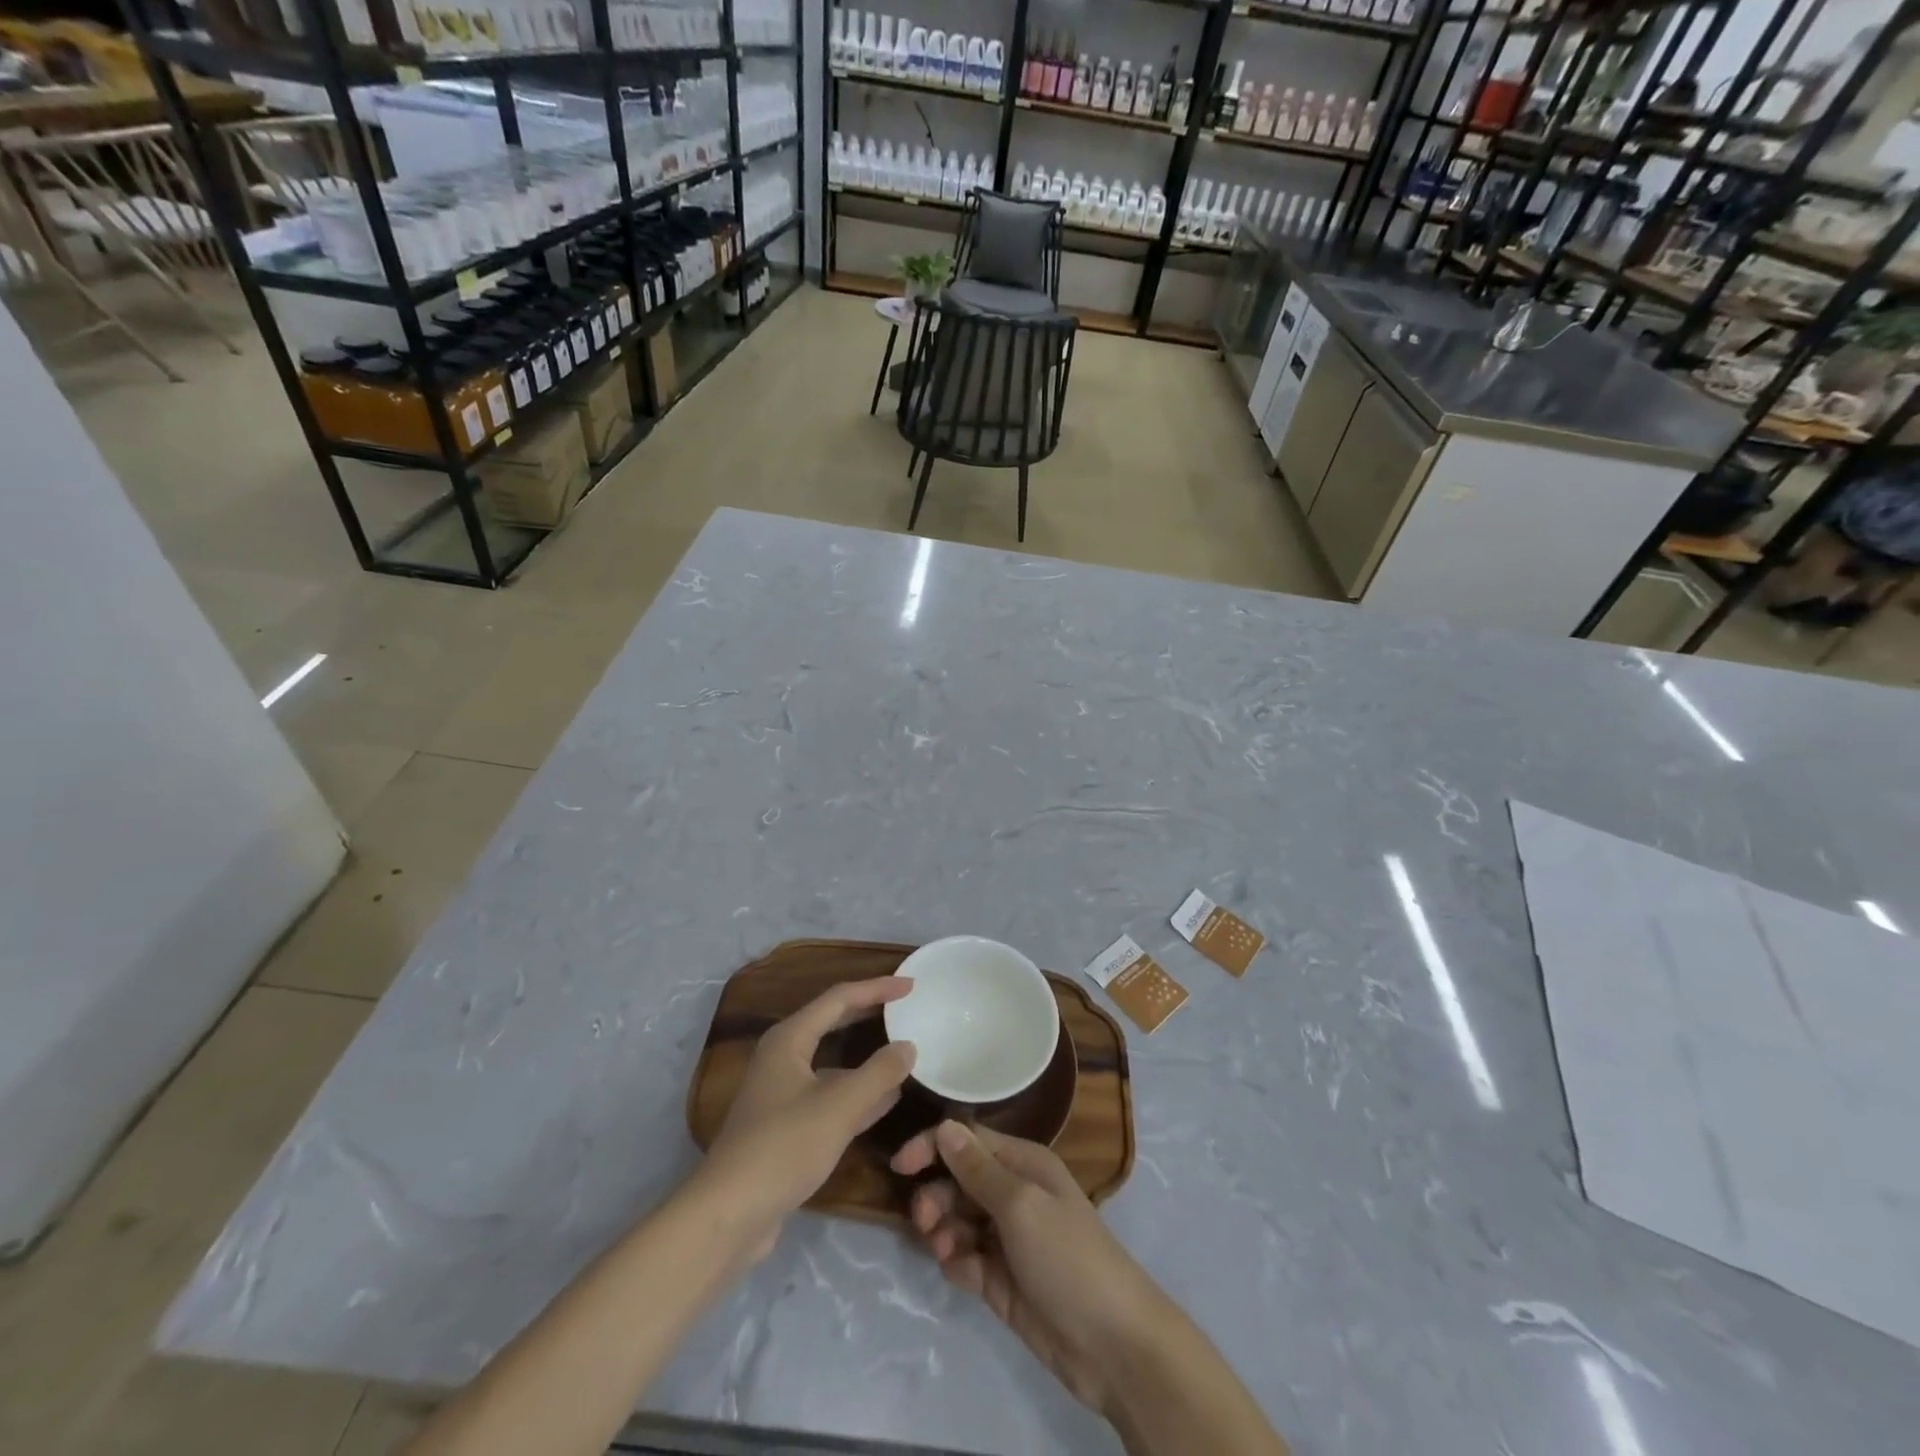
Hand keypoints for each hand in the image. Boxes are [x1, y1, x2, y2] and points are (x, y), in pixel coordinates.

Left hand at [700, 978, 916, 1253]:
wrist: (730, 1214)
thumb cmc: (784, 1147)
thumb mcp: (840, 1106)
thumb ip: (879, 1073)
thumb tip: (909, 1046)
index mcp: (789, 1039)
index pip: (839, 998)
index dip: (876, 988)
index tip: (910, 985)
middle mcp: (783, 1057)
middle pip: (832, 1022)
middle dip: (869, 1013)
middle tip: (906, 1007)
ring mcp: (782, 1093)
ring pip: (832, 1061)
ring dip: (866, 1055)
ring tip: (903, 1050)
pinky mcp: (787, 1125)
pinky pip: (830, 1094)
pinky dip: (858, 1091)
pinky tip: (887, 1099)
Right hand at [891, 1121, 1174, 1416]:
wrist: (1112, 1344)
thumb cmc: (1068, 1256)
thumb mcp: (1021, 1205)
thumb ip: (978, 1169)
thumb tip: (944, 1126)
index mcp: (1023, 1164)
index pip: (968, 1140)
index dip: (933, 1146)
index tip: (899, 1167)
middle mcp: (1014, 1193)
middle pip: (958, 1180)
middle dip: (936, 1195)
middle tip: (924, 1221)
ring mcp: (1007, 1238)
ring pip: (957, 1220)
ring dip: (943, 1230)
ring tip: (943, 1250)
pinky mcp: (1001, 1280)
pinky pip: (965, 1259)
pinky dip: (957, 1263)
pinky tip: (963, 1274)